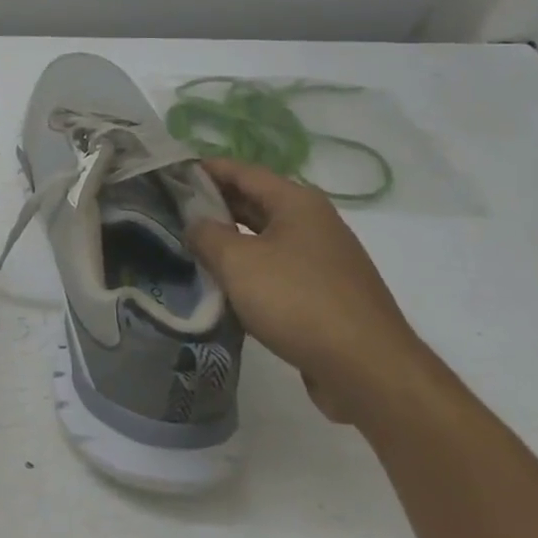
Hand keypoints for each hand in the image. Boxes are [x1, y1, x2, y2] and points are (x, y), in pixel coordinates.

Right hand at [187, 157, 431, 424]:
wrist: (367, 369)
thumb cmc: (297, 301)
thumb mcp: (237, 262)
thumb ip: (206, 234)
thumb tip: (195, 224)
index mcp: (297, 202)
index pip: (242, 170)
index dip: (204, 168)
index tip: (169, 173)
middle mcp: (314, 222)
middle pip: (254, 200)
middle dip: (214, 203)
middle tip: (170, 209)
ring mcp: (322, 259)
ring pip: (264, 236)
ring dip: (229, 238)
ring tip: (189, 244)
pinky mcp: (324, 292)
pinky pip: (277, 267)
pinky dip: (249, 267)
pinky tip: (224, 282)